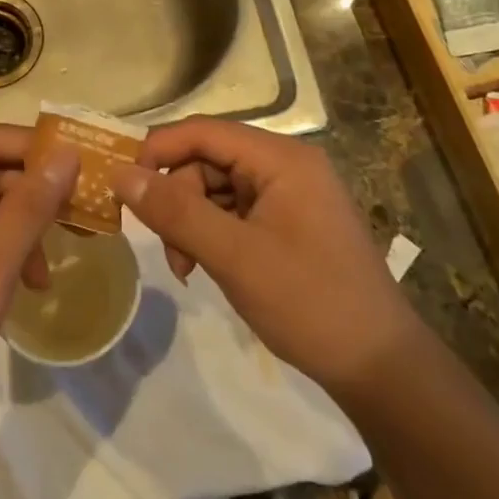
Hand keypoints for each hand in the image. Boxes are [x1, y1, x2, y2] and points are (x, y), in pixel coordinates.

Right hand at [111, 117, 421, 398]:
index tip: (124, 187)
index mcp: (281, 158)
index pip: (203, 131)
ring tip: (186, 269)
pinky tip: (205, 268)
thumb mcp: (234, 256)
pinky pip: (234, 212)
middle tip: (168, 251)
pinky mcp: (289, 222)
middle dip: (177, 200)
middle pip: (207, 161)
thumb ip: (175, 212)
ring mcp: (289, 194)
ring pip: (215, 188)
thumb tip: (119, 175)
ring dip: (191, 223)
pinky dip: (211, 235)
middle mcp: (286, 165)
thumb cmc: (309, 302)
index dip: (157, 151)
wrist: (379, 367)